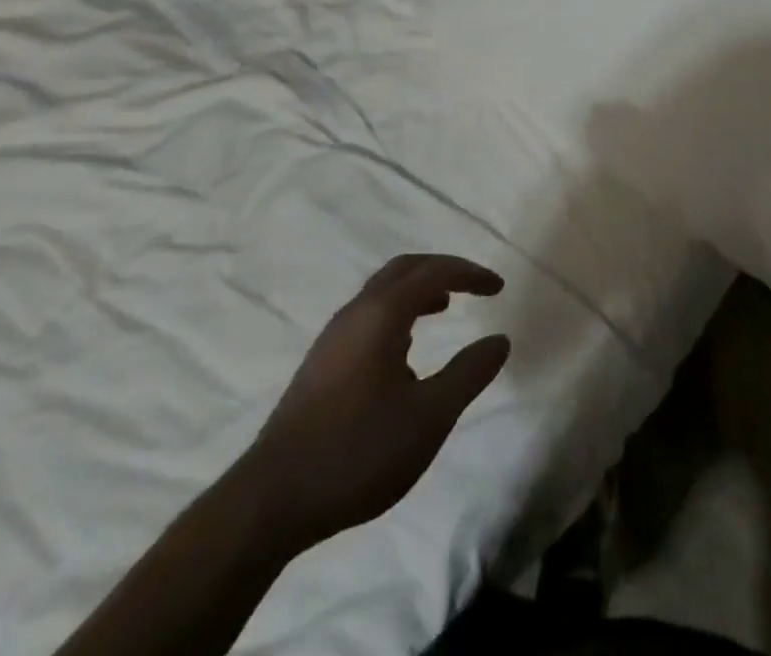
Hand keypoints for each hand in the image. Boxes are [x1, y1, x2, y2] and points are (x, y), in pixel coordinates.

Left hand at [244, 253, 509, 555]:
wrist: (270, 501)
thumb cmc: (358, 452)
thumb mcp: (429, 417)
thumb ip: (469, 374)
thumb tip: (500, 340)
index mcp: (382, 314)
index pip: (434, 272)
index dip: (470, 273)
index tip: (498, 287)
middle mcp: (355, 313)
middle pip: (404, 269)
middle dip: (443, 270)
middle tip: (473, 286)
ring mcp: (332, 337)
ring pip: (382, 292)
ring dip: (418, 290)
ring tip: (444, 309)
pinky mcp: (320, 364)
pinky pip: (368, 314)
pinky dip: (398, 312)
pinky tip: (405, 350)